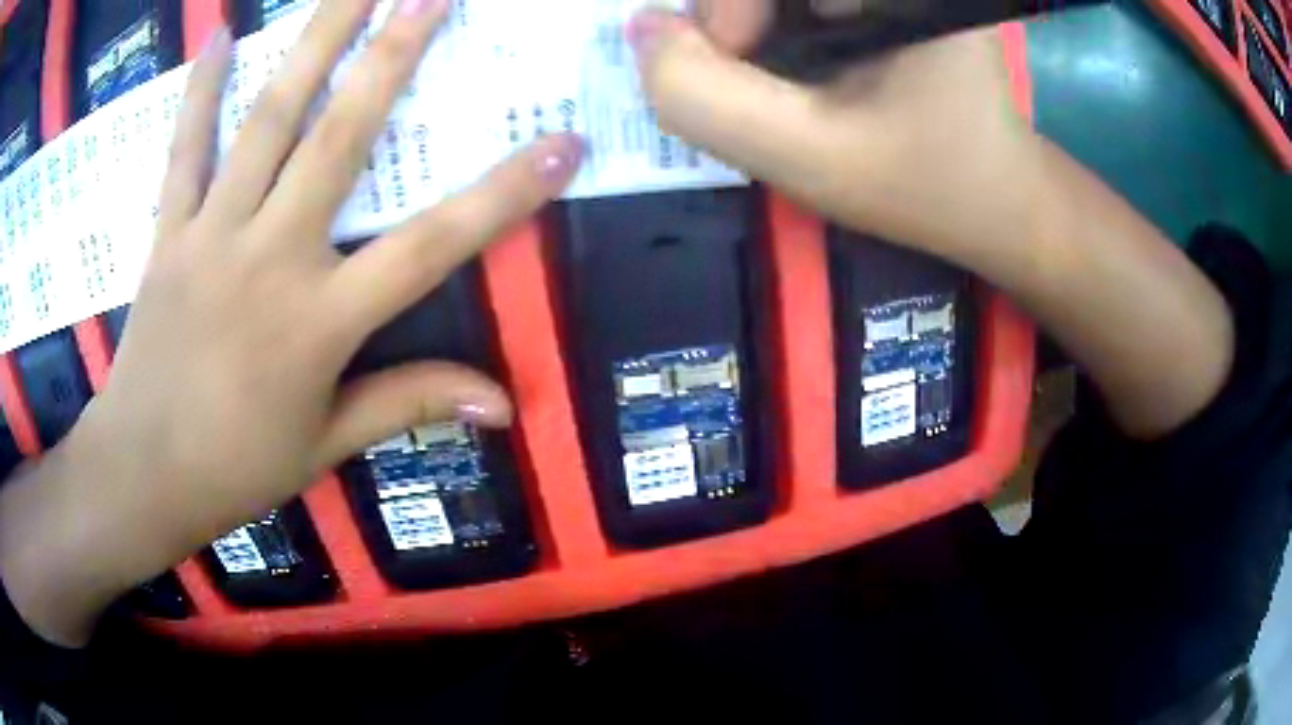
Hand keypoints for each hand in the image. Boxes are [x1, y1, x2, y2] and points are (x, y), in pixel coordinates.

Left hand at [0, 0, 583, 645]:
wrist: (142, 474)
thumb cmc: (235, 468)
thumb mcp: (325, 445)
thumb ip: (410, 403)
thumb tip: (505, 405)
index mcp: (319, 322)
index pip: (431, 246)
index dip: (504, 194)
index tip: (562, 142)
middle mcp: (270, 258)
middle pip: (339, 139)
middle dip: (392, 57)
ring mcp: (211, 236)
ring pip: (266, 122)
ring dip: (311, 43)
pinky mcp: (168, 233)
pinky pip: (186, 150)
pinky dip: (201, 92)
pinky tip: (219, 38)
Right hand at [633, 1, 1032, 260]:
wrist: (1000, 202)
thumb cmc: (926, 185)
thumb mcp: (810, 157)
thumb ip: (704, 99)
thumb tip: (642, 29)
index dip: (728, 9)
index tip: (740, 64)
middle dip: (738, 19)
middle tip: (754, 75)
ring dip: (754, 27)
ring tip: (787, 81)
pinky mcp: (888, 2)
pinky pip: (800, 7)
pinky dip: (775, 29)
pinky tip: (799, 66)